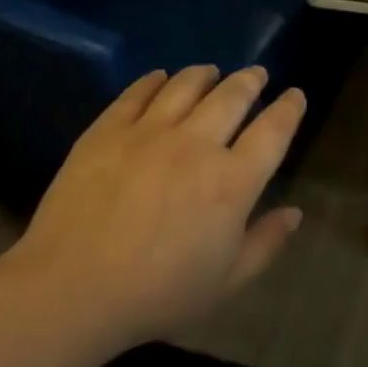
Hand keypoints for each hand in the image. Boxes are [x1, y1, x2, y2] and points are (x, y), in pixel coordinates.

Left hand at [6, 65, 306, 349]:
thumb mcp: (225, 283)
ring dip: (206, 74)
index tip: (295, 95)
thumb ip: (265, 244)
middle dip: (250, 80)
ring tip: (211, 72)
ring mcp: (148, 131)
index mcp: (232, 183)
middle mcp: (196, 144)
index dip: (289, 108)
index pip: (273, 131)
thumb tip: (295, 213)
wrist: (72, 288)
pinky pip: (138, 92)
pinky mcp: (108, 129)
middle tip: (256, 74)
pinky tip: (160, 78)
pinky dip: (156, 80)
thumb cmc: (156, 295)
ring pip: (186, 84)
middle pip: (232, 96)